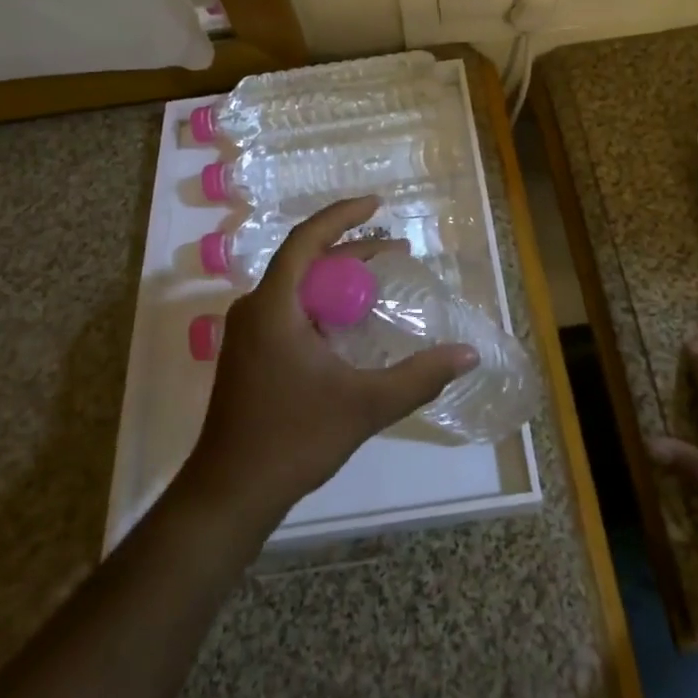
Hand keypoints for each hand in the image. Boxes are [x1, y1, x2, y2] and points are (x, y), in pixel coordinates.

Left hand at [179, 197, 478, 531]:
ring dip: (337, 279)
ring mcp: (247, 333)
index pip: (307, 240)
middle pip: (305, 261)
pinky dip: (322, 304)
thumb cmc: (293, 439)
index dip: (342, 215)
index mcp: (273, 306)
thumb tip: (468, 354)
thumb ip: (418, 377)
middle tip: (395, 250)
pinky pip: (288, 310)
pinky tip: (348, 325)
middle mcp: (254, 309)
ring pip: (297, 288)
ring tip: (378, 282)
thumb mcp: (364, 405)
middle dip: (351, 250)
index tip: (376, 204)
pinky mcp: (248, 355)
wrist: (230, 493)